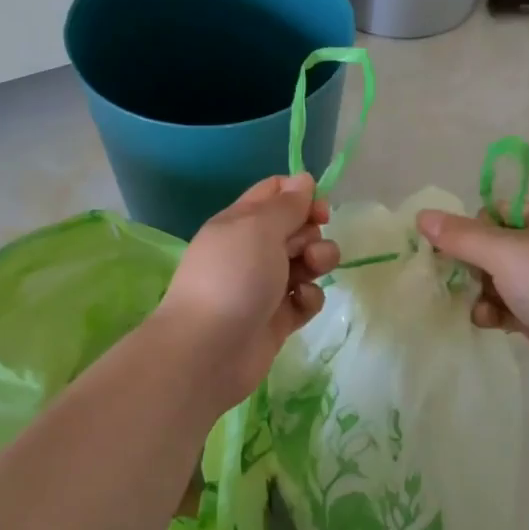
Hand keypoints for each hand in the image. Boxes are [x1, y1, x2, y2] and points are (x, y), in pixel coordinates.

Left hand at [150, 174, 339, 414]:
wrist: (208, 351)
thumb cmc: (233, 277)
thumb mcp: (259, 228)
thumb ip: (287, 204)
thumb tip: (304, 179)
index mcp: (242, 221)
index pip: (276, 192)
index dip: (303, 196)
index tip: (320, 210)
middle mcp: (253, 249)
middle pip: (298, 227)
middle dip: (313, 232)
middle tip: (305, 250)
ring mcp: (266, 284)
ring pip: (307, 262)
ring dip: (318, 262)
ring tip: (309, 274)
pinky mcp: (279, 317)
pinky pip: (306, 298)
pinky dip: (309, 298)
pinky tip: (300, 304)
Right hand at [416, 201, 528, 396]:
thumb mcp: (505, 254)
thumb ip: (461, 236)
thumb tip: (422, 216)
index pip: (496, 212)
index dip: (471, 231)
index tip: (455, 253)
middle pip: (494, 248)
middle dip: (474, 268)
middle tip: (461, 284)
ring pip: (500, 280)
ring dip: (483, 294)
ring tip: (480, 311)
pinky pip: (512, 305)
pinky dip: (498, 313)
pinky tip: (490, 324)